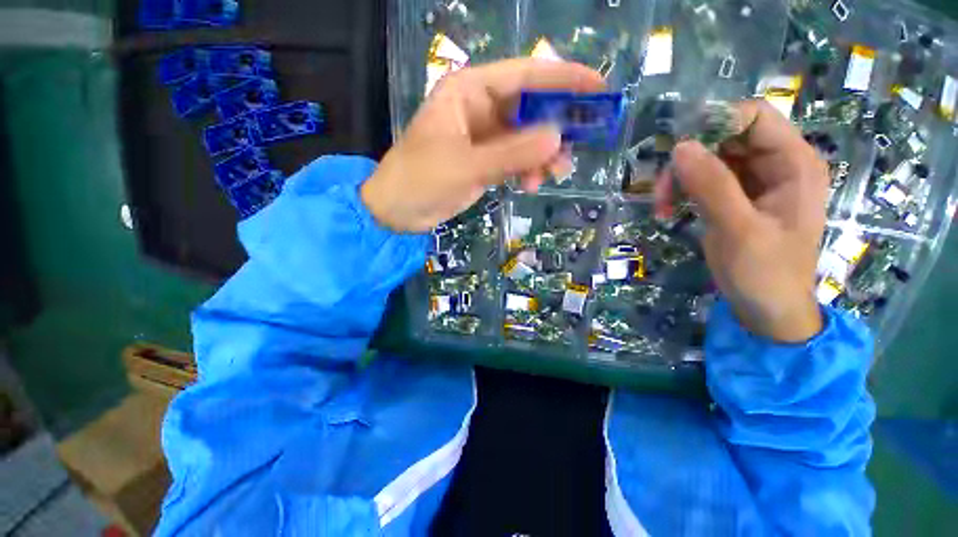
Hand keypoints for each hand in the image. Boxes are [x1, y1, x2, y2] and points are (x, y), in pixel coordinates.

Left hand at [362, 58, 603, 231]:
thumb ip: (511, 153)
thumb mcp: (467, 166)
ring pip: (525, 138)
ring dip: (542, 155)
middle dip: (554, 128)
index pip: (524, 75)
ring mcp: (482, 137)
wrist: (397, 211)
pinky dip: (527, 170)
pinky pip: (515, 159)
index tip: (597, 89)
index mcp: (469, 92)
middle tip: (578, 145)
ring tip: (555, 173)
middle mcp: (478, 109)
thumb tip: (557, 138)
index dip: (562, 79)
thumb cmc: (421, 180)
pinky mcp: (483, 161)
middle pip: (529, 108)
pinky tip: (530, 184)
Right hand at [662, 100, 827, 341]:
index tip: (678, 150)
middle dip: (689, 158)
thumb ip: (712, 186)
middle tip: (662, 191)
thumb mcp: (739, 229)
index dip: (716, 123)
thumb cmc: (764, 273)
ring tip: (661, 207)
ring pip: (709, 159)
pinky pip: (703, 180)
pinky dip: (682, 191)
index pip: (755, 117)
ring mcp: (754, 182)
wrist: (767, 310)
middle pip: (726, 137)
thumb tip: (680, 146)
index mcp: (794, 164)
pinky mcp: (734, 197)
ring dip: (679, 179)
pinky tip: (668, 210)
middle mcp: (776, 164)